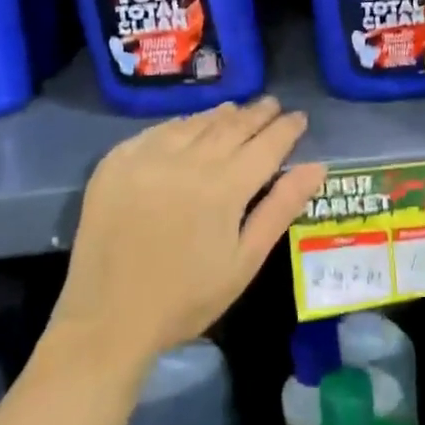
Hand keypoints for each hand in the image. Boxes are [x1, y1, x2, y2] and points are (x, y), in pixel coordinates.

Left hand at [52, 98, 326, 371]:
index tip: (299, 117)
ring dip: (221, 115)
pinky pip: (158, 131)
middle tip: (273, 105)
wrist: (107, 319)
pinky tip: (189, 126)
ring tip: (237, 110)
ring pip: (195, 123)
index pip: (267, 144)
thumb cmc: (187, 298)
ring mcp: (148, 157)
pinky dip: (181, 125)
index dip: (286, 129)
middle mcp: (188, 161)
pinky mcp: (116, 163)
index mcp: (225, 187)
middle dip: (257, 114)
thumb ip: (281, 208)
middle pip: (232, 125)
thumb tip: (317, 167)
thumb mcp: (245, 260)